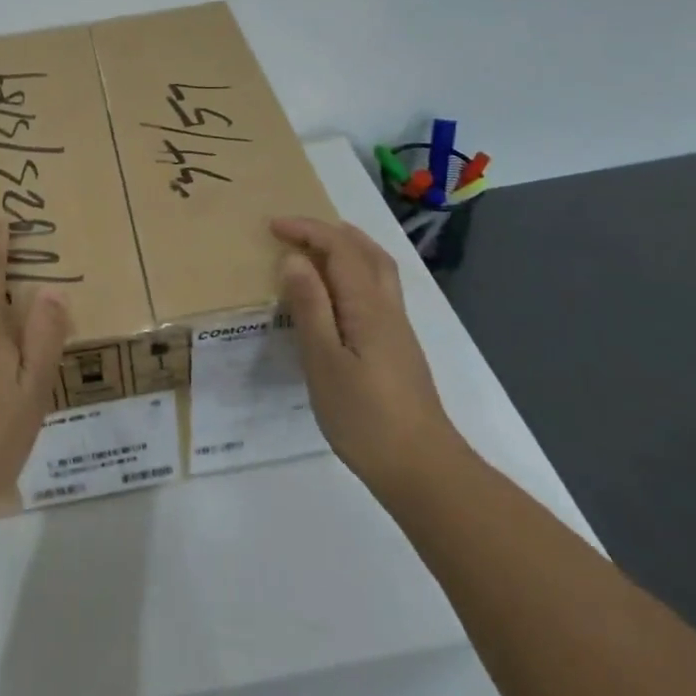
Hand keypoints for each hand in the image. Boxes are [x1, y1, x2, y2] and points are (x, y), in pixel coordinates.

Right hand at [270, 217, 462, 494]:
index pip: (340, 248)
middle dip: (330, 231)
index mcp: (367, 305)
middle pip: (366, 251)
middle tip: (295, 230)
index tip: (272, 226)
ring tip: (317, 248)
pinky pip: (376, 289)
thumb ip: (310, 307)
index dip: (307, 230)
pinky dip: (355, 272)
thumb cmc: (365, 417)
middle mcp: (387, 307)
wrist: (423, 469)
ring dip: (347, 247)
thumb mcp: (324, 361)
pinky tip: (338, 295)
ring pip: (377, 269)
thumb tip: (294, 259)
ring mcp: (397, 328)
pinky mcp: (398, 348)